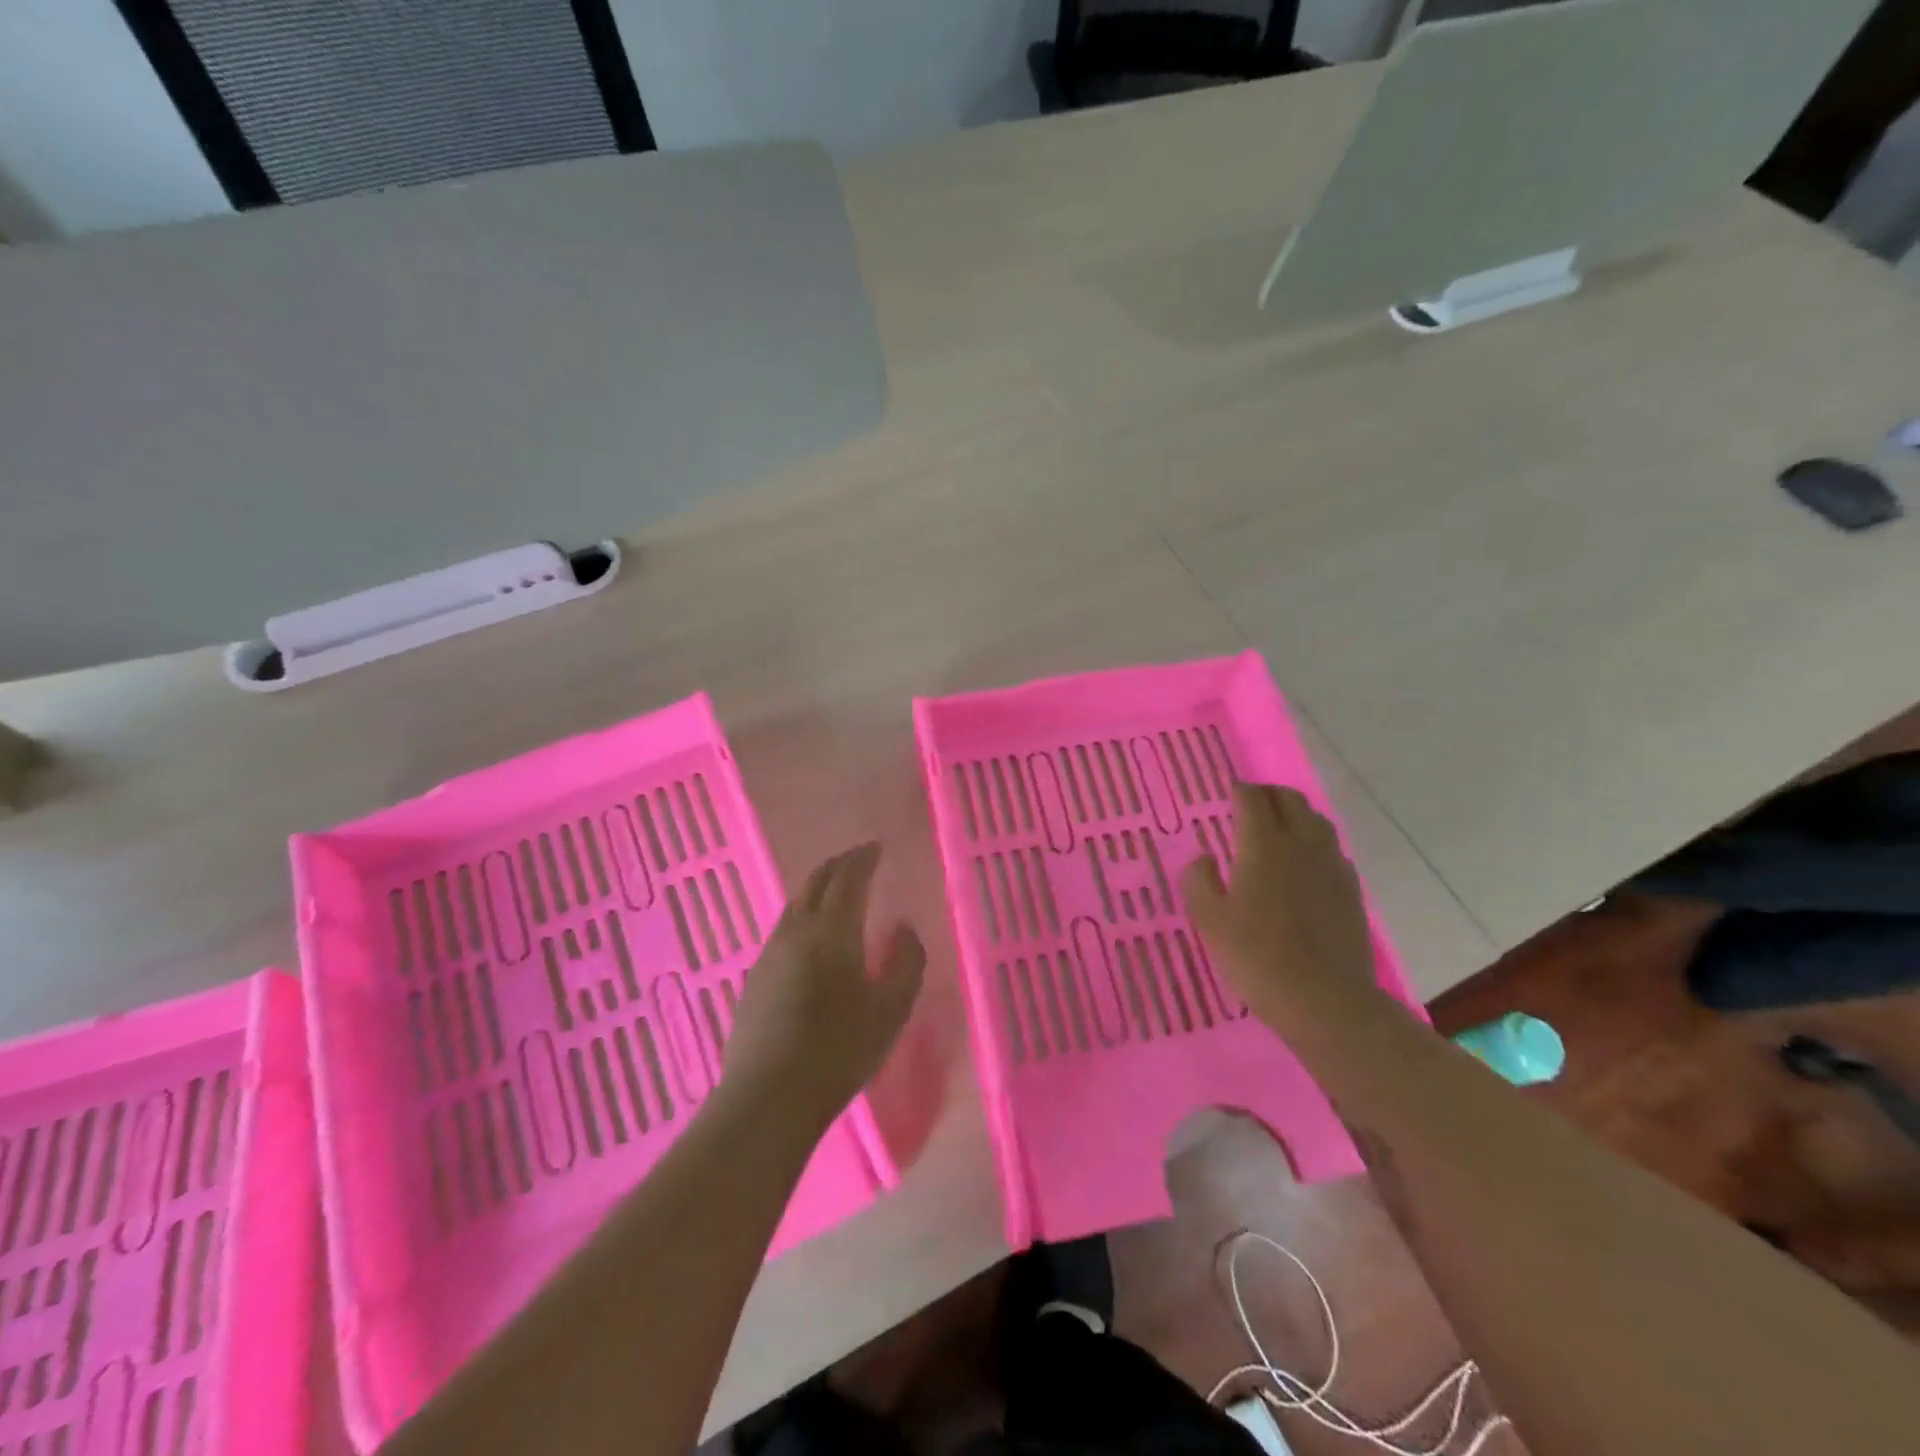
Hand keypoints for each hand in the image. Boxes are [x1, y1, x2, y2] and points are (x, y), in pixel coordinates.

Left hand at [723, 842, 924, 1130]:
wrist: (768, 1097)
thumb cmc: (839, 1050)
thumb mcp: (891, 1010)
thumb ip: (906, 962)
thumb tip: (904, 929)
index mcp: (832, 929)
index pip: (849, 876)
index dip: (864, 857)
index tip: (877, 847)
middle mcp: (796, 929)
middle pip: (816, 881)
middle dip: (840, 865)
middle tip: (860, 861)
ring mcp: (770, 952)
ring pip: (796, 904)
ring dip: (819, 890)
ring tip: (839, 896)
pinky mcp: (755, 977)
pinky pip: (784, 930)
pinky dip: (804, 917)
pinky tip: (813, 941)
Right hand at [1180, 783, 1379, 1034]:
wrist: (1324, 1001)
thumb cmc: (1256, 957)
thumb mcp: (1208, 920)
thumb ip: (1199, 880)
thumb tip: (1205, 858)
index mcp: (1263, 846)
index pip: (1252, 799)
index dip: (1238, 790)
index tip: (1227, 792)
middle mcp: (1301, 845)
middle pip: (1289, 800)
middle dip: (1267, 794)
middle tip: (1249, 805)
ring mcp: (1331, 866)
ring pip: (1316, 820)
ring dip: (1294, 813)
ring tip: (1277, 827)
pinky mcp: (1351, 890)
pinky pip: (1332, 849)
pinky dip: (1314, 842)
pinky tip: (1305, 863)